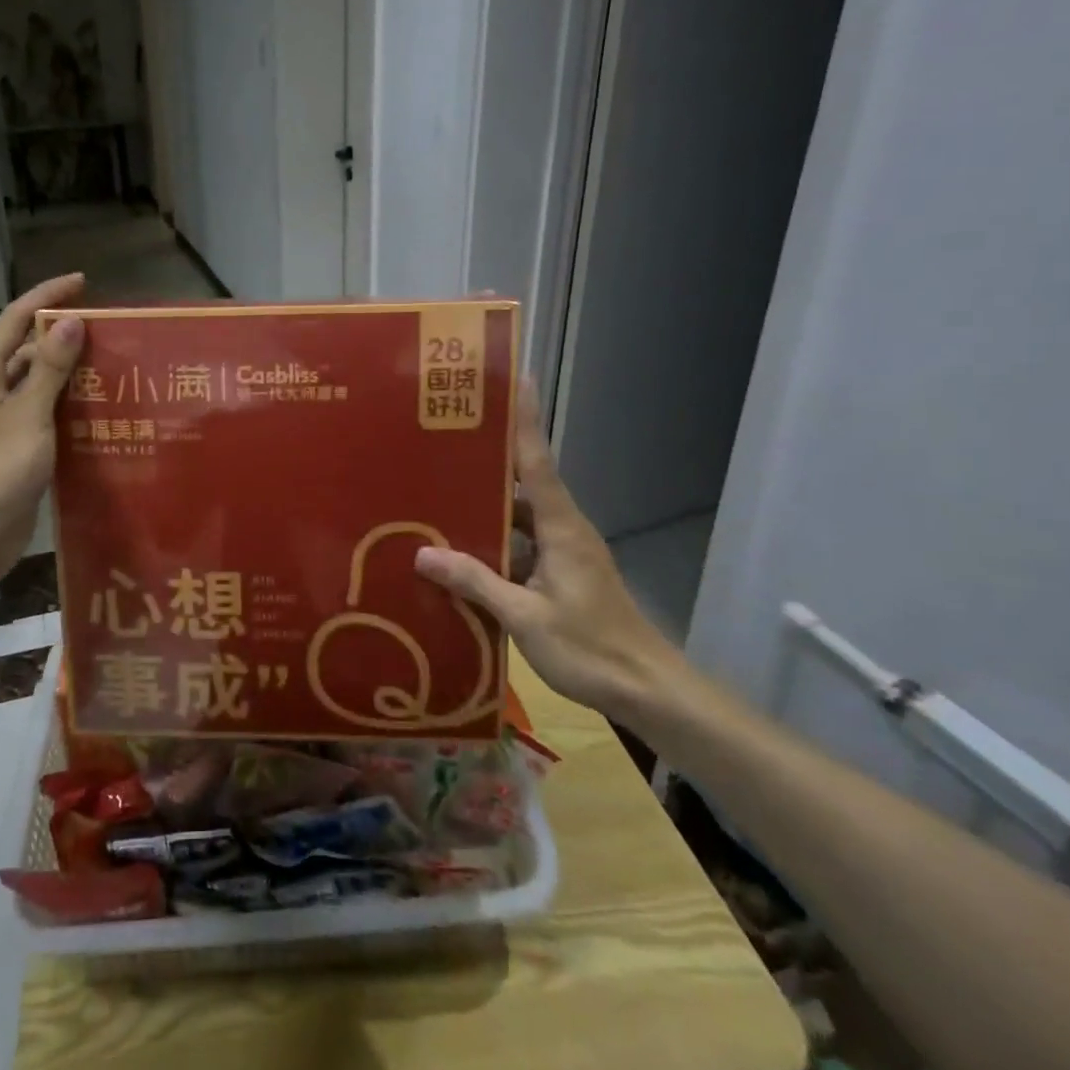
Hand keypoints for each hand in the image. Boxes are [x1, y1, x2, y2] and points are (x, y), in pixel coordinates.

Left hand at [0, 273, 86, 585]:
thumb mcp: (28, 413)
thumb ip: (50, 367)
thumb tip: (72, 321)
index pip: (15, 318)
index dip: (48, 296)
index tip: (84, 282)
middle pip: (26, 350)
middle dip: (64, 337)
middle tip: (110, 332)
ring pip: (38, 385)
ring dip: (70, 374)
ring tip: (114, 366)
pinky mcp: (14, 449)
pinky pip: (44, 416)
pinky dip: (68, 408)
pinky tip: (100, 410)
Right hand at [413, 383, 690, 722]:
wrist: (646, 690)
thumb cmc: (590, 648)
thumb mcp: (525, 617)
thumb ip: (475, 582)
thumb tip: (424, 553)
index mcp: (561, 528)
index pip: (537, 461)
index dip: (524, 419)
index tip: (513, 378)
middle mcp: (564, 530)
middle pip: (522, 484)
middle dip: (485, 461)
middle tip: (441, 442)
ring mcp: (564, 554)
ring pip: (518, 519)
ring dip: (484, 509)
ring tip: (436, 498)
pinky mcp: (560, 576)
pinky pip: (520, 546)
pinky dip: (492, 544)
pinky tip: (458, 555)